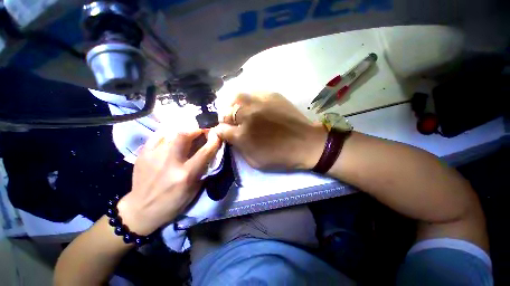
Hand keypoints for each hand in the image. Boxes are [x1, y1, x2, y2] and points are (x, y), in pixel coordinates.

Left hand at [117, 129, 220, 235]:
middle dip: (195, 130)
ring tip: (187, 135)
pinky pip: (157, 136)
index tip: (217, 135)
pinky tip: (172, 139)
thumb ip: (202, 169)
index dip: (213, 141)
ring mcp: (153, 157)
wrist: (141, 210)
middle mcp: (169, 163)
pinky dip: (168, 135)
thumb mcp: (194, 190)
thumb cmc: (173, 202)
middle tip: (201, 131)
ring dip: (183, 132)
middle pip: (184, 136)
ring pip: (170, 134)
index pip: (204, 152)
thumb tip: (208, 154)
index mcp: (185, 175)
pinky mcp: (143, 155)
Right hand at [213, 93, 326, 169]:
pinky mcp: (271, 95)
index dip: (219, 132)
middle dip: (224, 118)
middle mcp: (248, 116)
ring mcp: (260, 103)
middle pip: (226, 111)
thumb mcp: (255, 161)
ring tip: (237, 111)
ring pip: (236, 97)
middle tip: (230, 123)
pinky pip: (252, 93)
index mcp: (243, 135)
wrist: (306, 143)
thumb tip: (231, 138)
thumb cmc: (281, 156)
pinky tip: (252, 106)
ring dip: (233, 105)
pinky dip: (248, 99)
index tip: (223, 134)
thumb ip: (239, 148)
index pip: (221, 129)